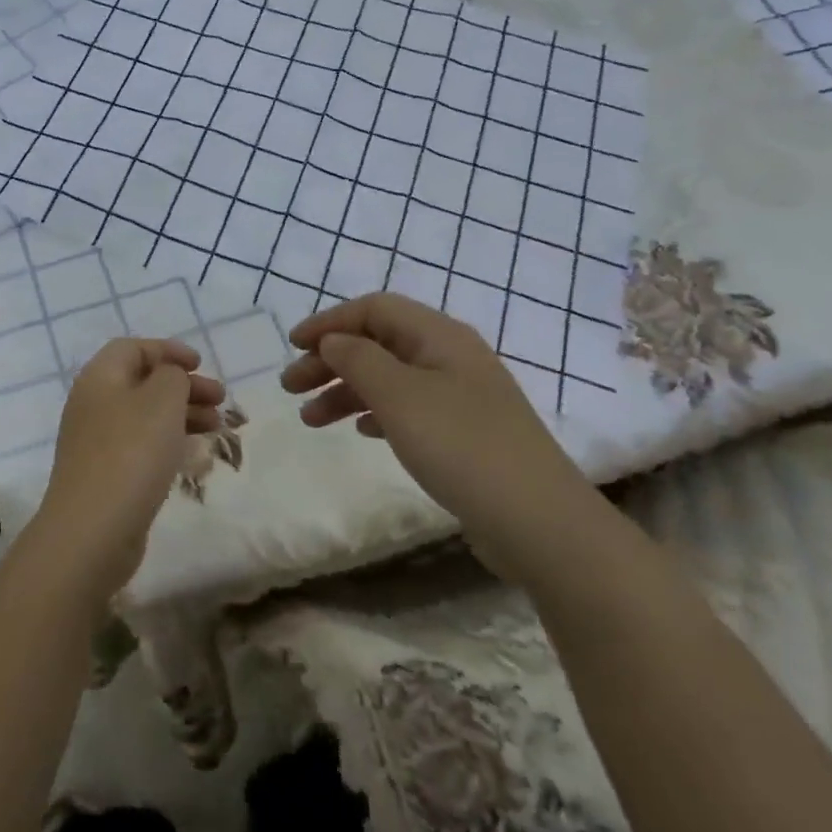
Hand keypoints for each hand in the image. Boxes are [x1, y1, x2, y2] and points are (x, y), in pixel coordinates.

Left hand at [29, 338, 226, 601]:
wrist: (92, 530)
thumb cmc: (131, 453)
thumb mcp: (162, 400)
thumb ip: (172, 376)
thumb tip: (169, 376)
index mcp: (100, 376)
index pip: (134, 348)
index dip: (168, 350)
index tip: (201, 364)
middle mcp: (93, 403)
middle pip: (142, 381)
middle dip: (183, 385)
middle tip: (220, 399)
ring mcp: (96, 441)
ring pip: (144, 414)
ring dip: (181, 413)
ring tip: (216, 426)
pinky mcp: (104, 473)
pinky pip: (140, 444)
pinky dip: (168, 440)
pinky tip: (192, 454)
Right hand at [280, 293, 604, 583]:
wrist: (540, 523)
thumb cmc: (462, 447)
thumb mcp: (399, 395)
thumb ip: (358, 359)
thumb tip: (334, 341)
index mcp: (440, 336)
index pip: (374, 309)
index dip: (329, 322)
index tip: (293, 346)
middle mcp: (451, 357)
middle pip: (378, 343)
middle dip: (330, 360)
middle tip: (290, 387)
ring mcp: (461, 396)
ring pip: (389, 378)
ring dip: (345, 390)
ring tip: (310, 419)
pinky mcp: (464, 433)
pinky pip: (407, 408)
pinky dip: (375, 412)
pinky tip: (359, 430)